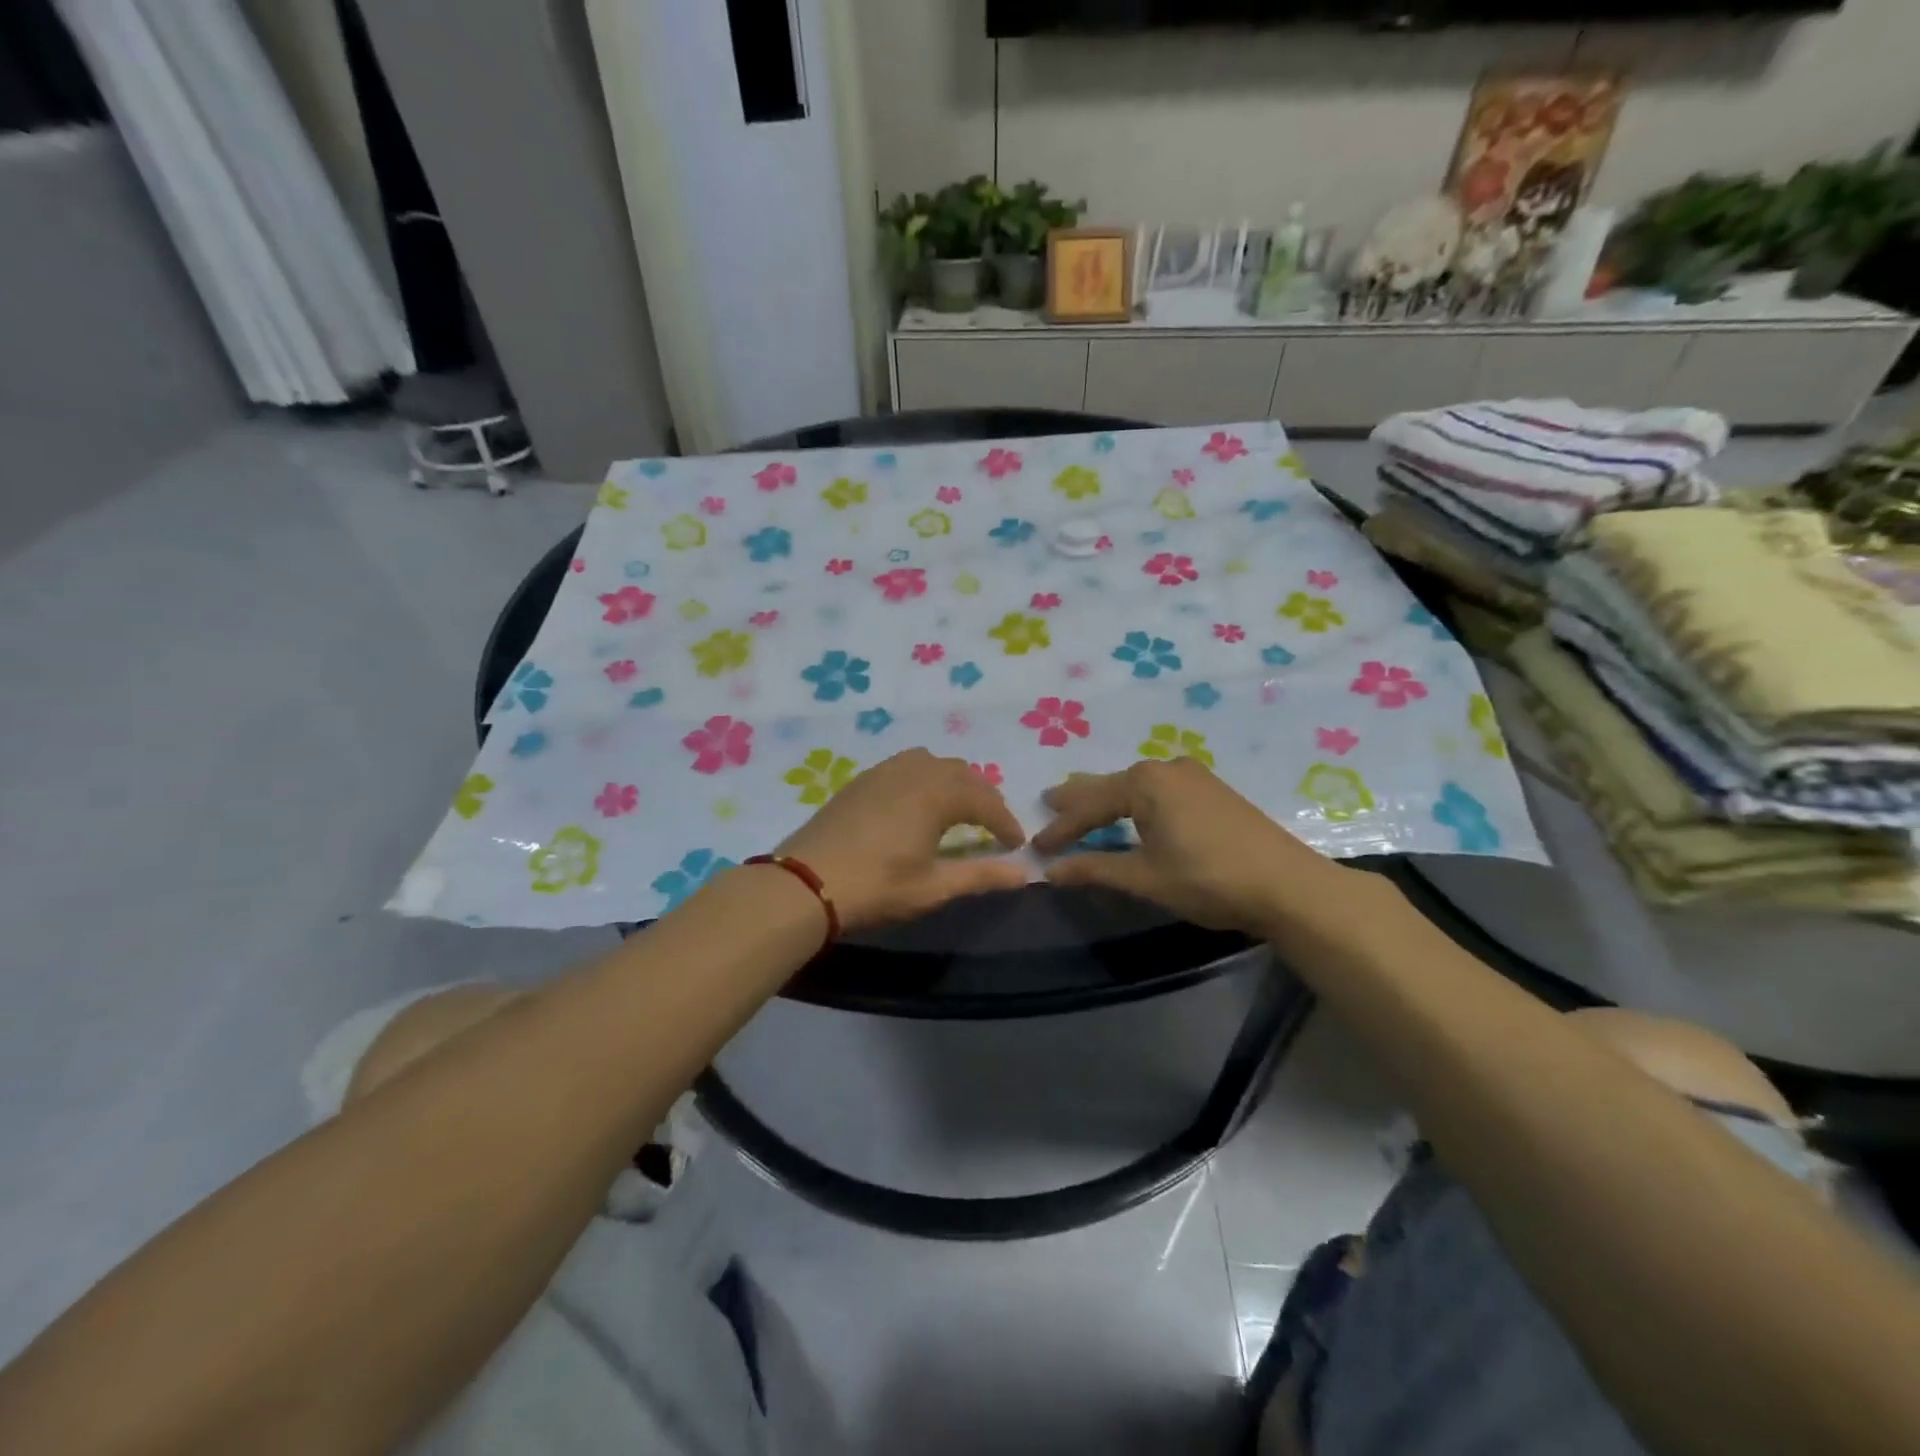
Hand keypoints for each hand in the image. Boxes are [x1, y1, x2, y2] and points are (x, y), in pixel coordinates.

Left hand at [775, 749, 1027, 932]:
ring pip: (932, 763)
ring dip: (954, 782)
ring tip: (958, 810)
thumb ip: (981, 876)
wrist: (805, 883)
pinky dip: (925, 777)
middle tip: (992, 827)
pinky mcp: (861, 780)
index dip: (1005, 821)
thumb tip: (1024, 873)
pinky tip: (918, 803)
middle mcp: (914, 772)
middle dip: (984, 798)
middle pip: (962, 773)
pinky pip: (906, 765)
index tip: (1017, 844)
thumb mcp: (933, 888)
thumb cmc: (876, 887)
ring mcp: (884, 771)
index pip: (985, 801)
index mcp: (937, 794)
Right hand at [1032, 757, 1364, 937]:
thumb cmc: (1208, 879)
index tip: (1036, 848)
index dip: (1061, 828)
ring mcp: (1193, 776)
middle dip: (1079, 799)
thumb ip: (1095, 868)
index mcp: (1144, 782)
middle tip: (1048, 803)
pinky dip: (1135, 801)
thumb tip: (1050, 871)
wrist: (1288, 885)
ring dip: (1108, 799)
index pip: (1089, 805)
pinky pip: (1158, 789)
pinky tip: (1133, 809)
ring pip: (1135, 785)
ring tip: (1082, 805)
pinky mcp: (1212, 790)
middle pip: (1110, 784)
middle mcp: (1165, 768)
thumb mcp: (1145, 877)